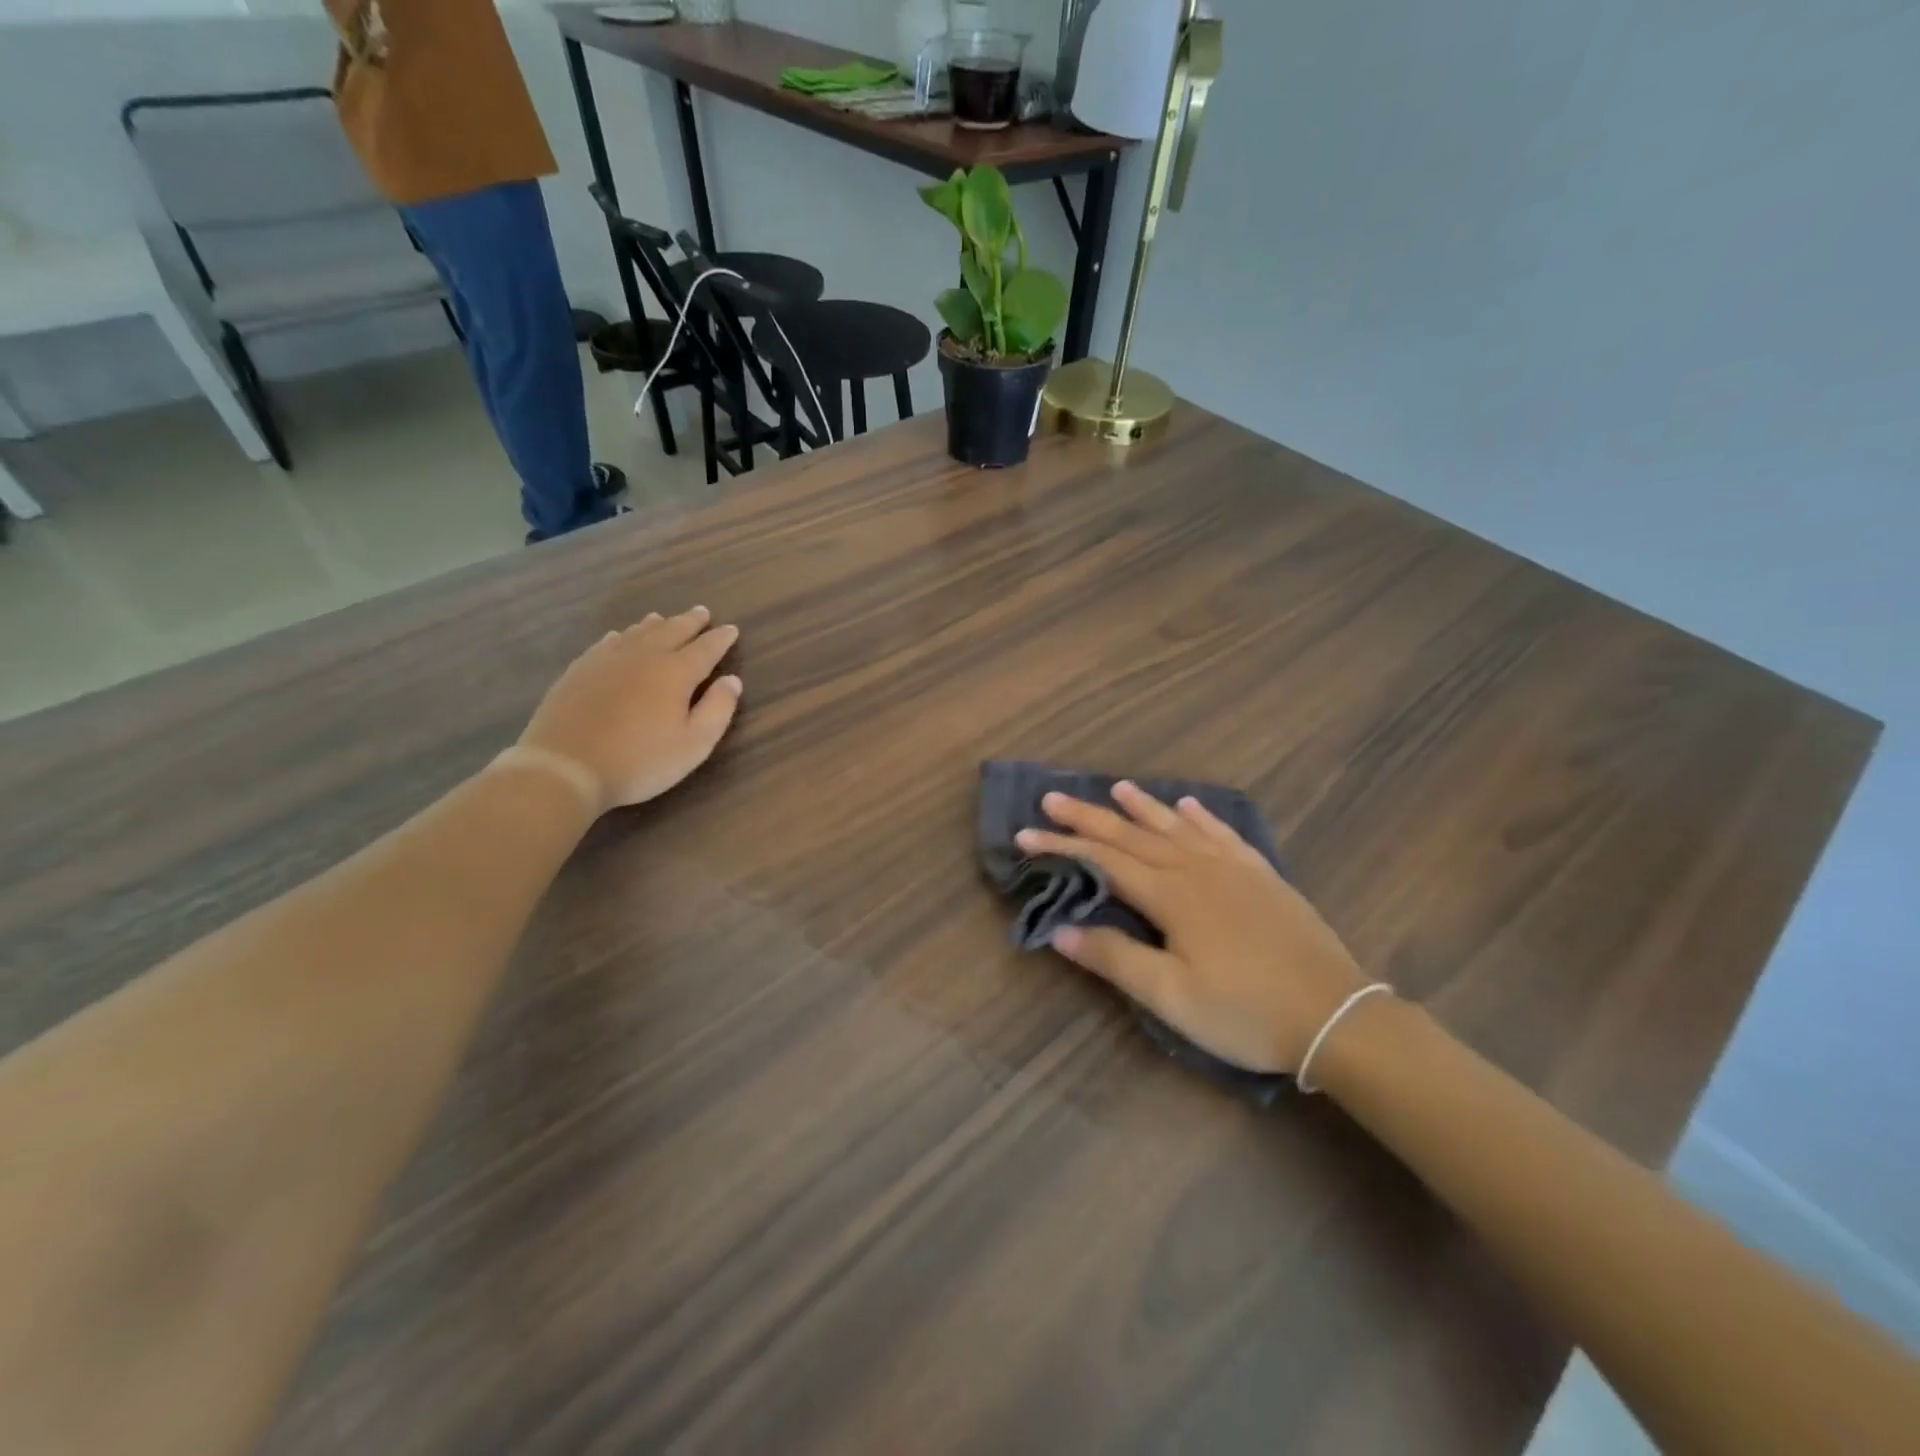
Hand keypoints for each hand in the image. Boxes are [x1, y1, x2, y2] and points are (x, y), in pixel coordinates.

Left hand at [517, 607, 741, 812]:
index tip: (732, 629)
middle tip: (702, 612)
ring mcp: (607, 660)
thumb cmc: (640, 761)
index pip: (705, 648)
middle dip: (690, 621)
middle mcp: (644, 656)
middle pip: (672, 630)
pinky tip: (619, 636)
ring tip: (664, 618)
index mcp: (676, 672)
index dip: (720, 639)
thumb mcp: (694, 744)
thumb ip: (718, 709)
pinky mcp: (580, 670)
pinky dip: (621, 635)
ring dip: (657, 624)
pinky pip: (607, 642)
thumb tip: (732, 680)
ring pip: (637, 632)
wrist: (565, 767)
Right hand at [1016, 782, 1370, 1073]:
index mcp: (1172, 896)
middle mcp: (1198, 869)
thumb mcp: (1171, 996)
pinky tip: (1190, 806)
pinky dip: (1202, 817)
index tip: (1025, 834)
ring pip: (1177, 827)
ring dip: (1144, 806)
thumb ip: (1115, 957)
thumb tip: (1060, 928)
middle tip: (1053, 797)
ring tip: (1117, 787)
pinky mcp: (1263, 877)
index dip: (1063, 846)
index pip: (1105, 861)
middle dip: (1090, 816)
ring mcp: (1235, 869)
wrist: (1337, 1017)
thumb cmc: (1245, 1012)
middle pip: (1134, 835)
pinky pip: (1224, 835)